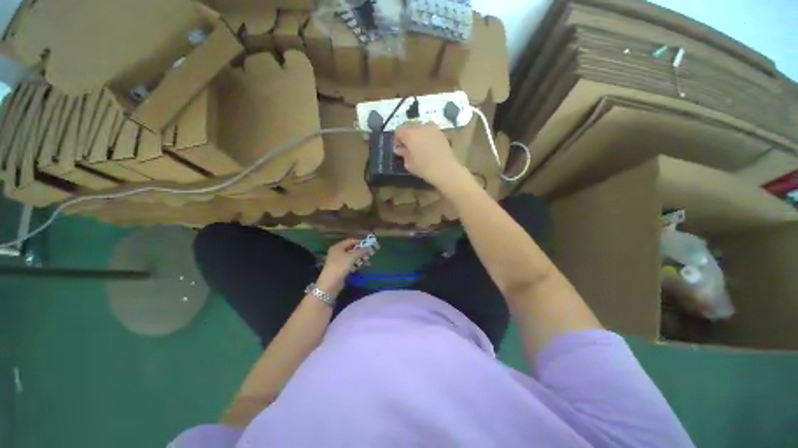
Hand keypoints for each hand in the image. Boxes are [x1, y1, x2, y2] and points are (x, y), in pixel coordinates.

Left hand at [316, 239, 371, 294]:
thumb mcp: (352, 257)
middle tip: (369, 253)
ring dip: (359, 258)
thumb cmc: (340, 266)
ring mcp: (338, 261)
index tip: (368, 245)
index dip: (359, 242)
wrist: (331, 283)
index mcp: (338, 247)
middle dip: (360, 251)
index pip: (350, 241)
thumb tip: (369, 248)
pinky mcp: (340, 269)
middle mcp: (337, 252)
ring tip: (367, 261)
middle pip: (351, 249)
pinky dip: (355, 264)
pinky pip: (349, 264)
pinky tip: (361, 266)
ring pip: (351, 257)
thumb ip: (361, 251)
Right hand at [394, 123, 471, 190]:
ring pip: (420, 127)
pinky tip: (428, 147)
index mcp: (409, 134)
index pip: (398, 131)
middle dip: (407, 135)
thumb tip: (401, 149)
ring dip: (417, 134)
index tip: (399, 148)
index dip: (397, 139)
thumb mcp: (409, 164)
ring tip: (419, 146)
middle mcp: (420, 127)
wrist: (445, 169)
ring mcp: (432, 128)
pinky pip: (429, 130)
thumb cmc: (424, 168)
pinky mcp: (440, 132)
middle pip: (409, 126)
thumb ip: (403, 154)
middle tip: (408, 147)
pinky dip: (426, 135)